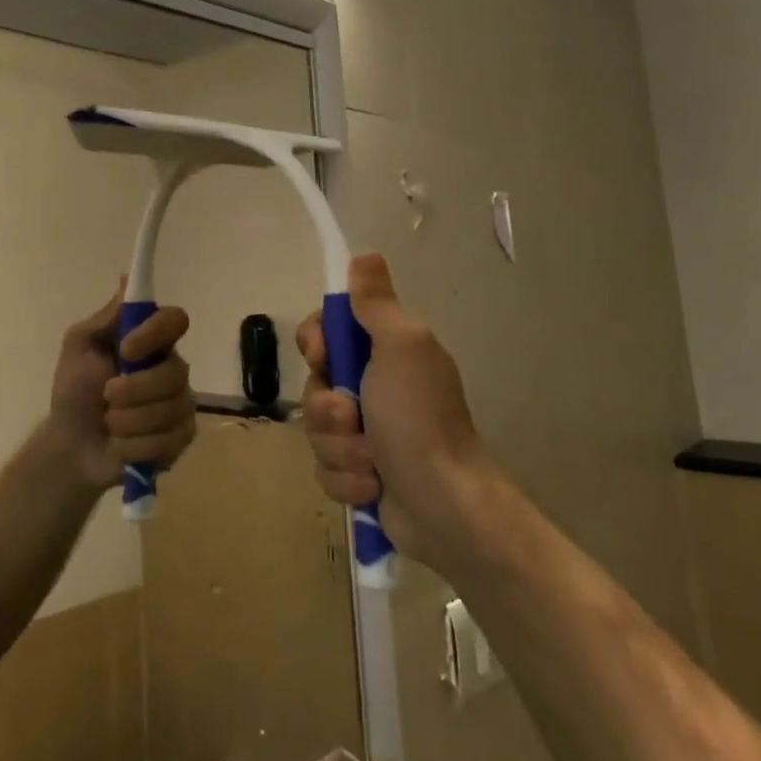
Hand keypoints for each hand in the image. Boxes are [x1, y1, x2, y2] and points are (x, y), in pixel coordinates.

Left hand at [46, 289, 195, 492]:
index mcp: (151, 340)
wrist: (70, 445)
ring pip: (170, 409)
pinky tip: (121, 444)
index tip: (126, 348)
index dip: (155, 333)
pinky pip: (168, 440)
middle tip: (106, 396)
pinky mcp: (181, 438)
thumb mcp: (80, 345)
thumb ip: (108, 316)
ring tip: (110, 423)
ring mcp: (181, 403)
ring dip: (128, 421)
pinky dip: (136, 445)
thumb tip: (128, 276)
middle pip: (176, 372)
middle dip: (134, 390)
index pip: (176, 320)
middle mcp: (172, 367)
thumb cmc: (74, 389)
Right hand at [298, 253, 490, 567]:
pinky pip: (326, 468)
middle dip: (327, 407)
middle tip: (353, 417)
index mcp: (384, 352)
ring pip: (317, 430)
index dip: (317, 343)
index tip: (324, 356)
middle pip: (315, 384)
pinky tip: (373, 486)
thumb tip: (365, 255)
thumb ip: (376, 304)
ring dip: (339, 448)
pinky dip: (347, 480)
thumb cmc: (419, 418)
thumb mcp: (401, 347)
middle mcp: (373, 387)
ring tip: (371, 462)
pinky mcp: (360, 474)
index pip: (326, 332)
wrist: (445, 505)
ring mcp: (365, 434)